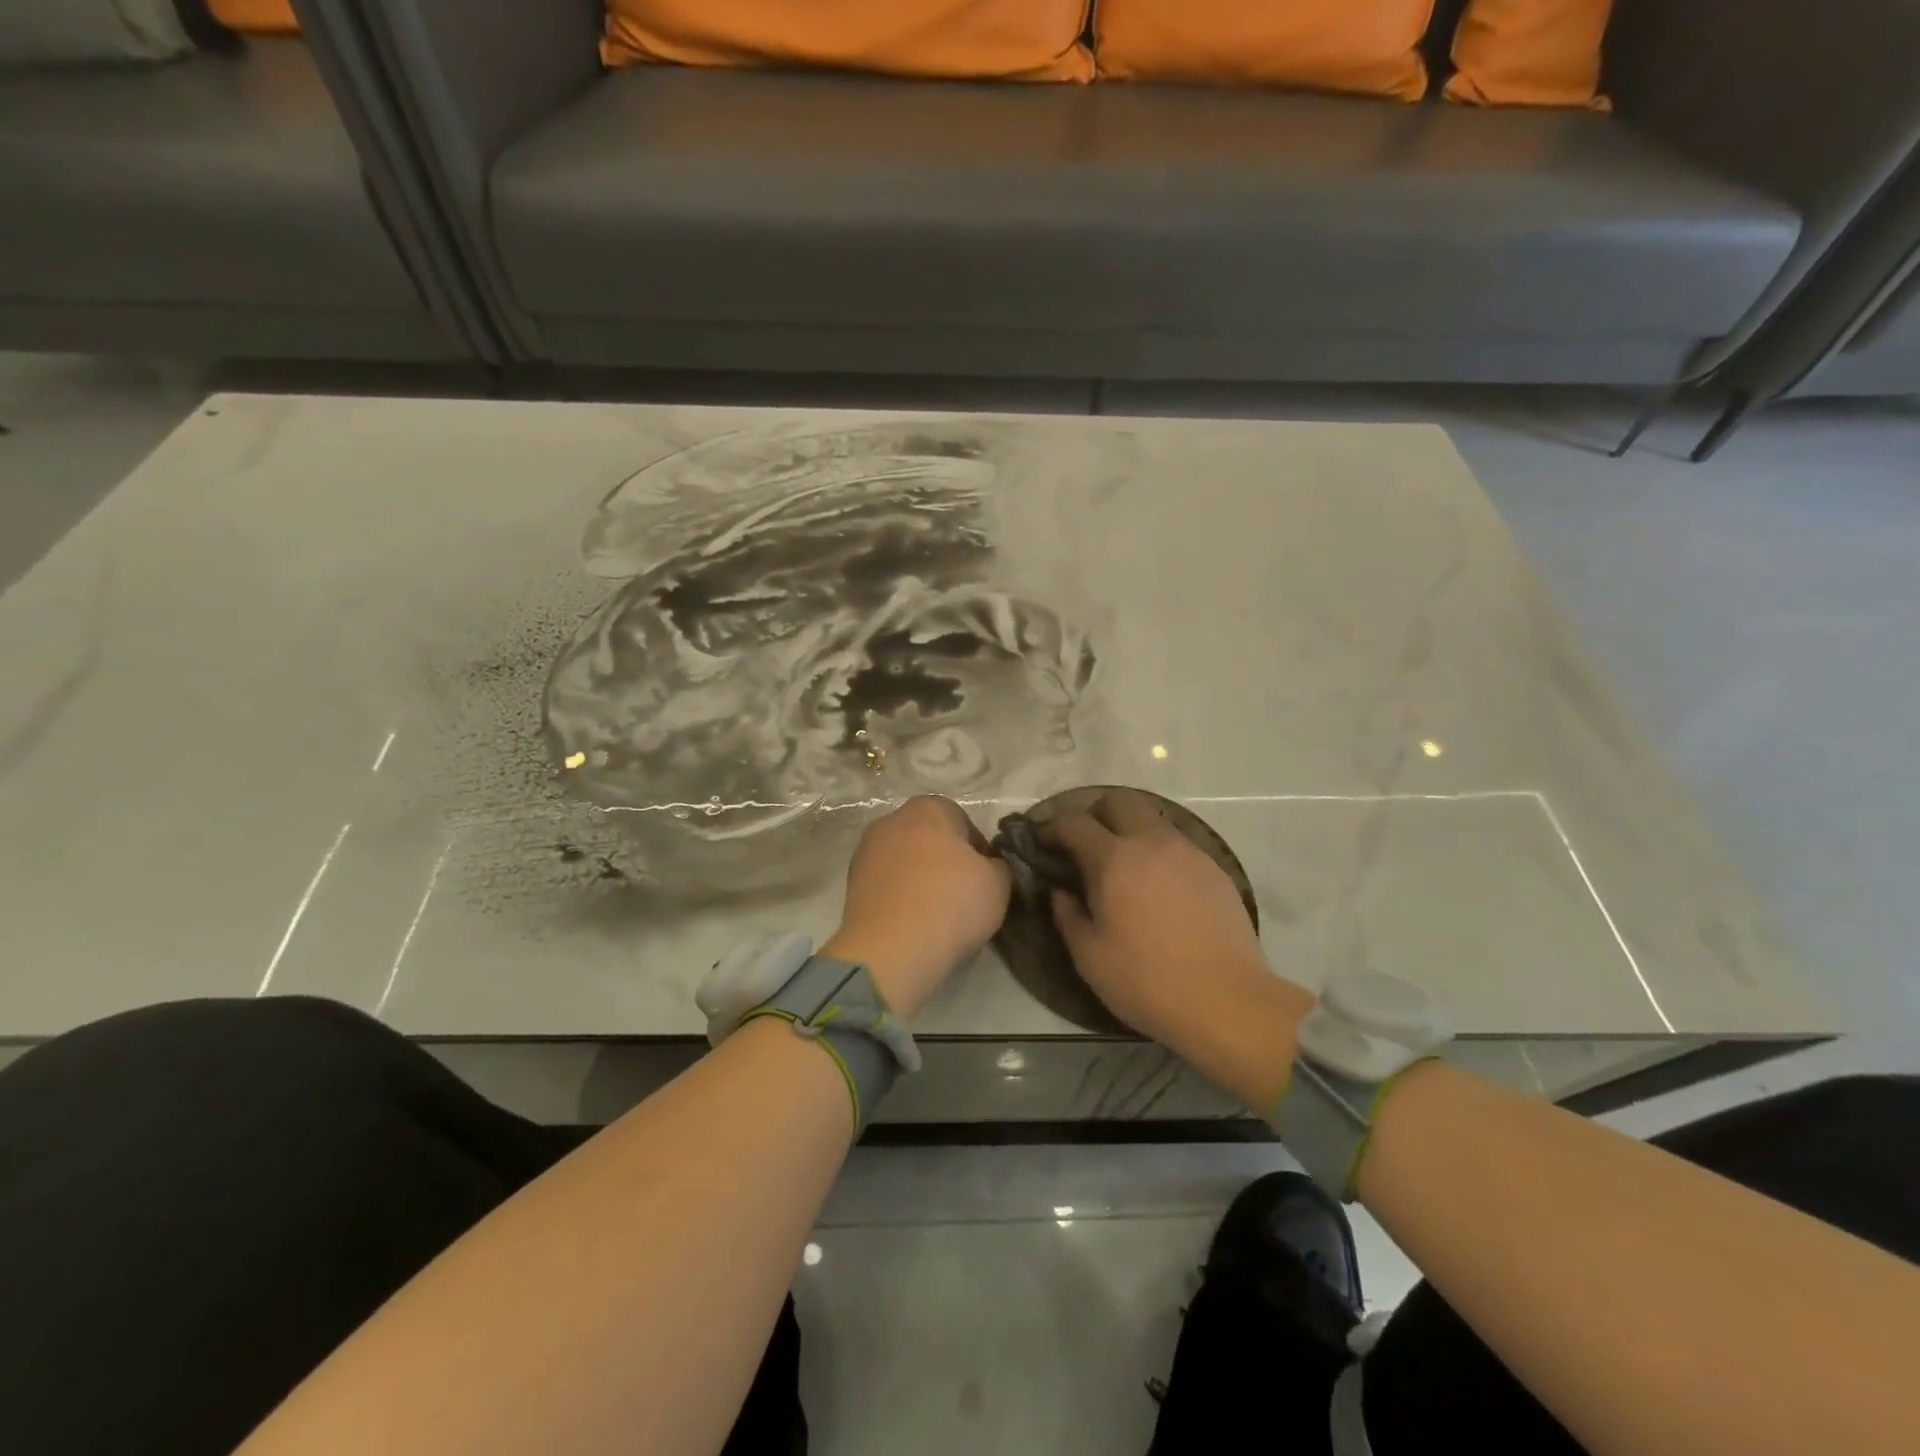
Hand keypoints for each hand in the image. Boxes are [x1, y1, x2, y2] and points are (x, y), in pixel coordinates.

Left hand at [823, 796, 1010, 1021]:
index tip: (985, 878)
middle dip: (945, 861)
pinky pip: (887, 885)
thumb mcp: (998, 883)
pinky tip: (913, 923)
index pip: (961, 820)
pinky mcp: (851, 885)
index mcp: (927, 808)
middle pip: (928, 838)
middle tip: (963, 894)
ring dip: (920, 879)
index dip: (978, 849)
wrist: (891, 951)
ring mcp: (865, 852)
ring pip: (905, 861)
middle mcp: (891, 821)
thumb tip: (987, 866)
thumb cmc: (951, 904)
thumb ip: (998, 865)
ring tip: (937, 914)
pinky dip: (900, 898)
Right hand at [1042, 790, 1314, 1106]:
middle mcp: (1151, 843)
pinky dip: (1158, 851)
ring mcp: (1188, 852)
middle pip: (1119, 802)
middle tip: (1086, 845)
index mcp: (1113, 860)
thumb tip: (1061, 891)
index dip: (1053, 828)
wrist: (1227, 1001)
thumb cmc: (1147, 981)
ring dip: (1130, 830)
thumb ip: (1067, 915)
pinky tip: (1158, 886)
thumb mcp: (1089, 957)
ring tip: (1123, 866)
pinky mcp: (1213, 868)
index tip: (1044, 843)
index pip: (1074, 823)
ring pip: (1152, 819)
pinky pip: (1177, 843)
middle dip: (1096, 814)